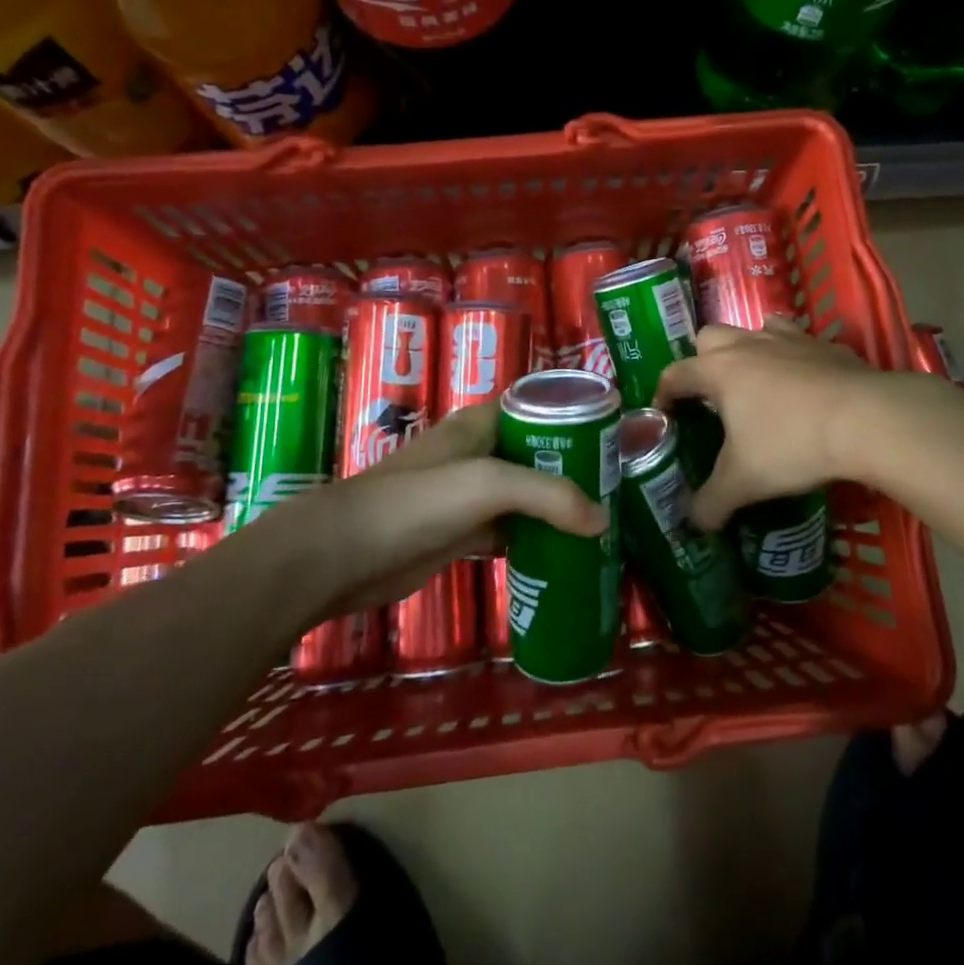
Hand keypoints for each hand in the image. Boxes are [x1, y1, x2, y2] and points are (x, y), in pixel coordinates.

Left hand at [247, 404, 607, 613]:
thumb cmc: (417, 502)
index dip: (576, 420)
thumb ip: (550, 496)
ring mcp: (468, 495)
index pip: (538, 408)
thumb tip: (602, 521)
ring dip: (558, 508)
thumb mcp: (488, 485)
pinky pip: (510, 530)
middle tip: (619, 490)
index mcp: (481, 424)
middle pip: (537, 454)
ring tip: (604, 523)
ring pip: (526, 495)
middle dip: (575, 470)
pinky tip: (565, 554)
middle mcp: (477, 453)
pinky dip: (535, 540)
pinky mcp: (461, 533)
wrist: (344, 555)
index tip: (616, 442)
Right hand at [653, 317, 882, 529]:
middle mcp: (749, 345)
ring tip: (756, 384)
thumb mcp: (743, 482)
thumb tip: (692, 522)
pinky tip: (804, 386)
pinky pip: (798, 342)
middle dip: (702, 361)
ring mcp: (790, 339)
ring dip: (748, 350)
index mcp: (719, 370)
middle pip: (710, 337)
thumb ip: (710, 503)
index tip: (664, 416)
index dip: (662, 395)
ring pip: (755, 329)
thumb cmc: (791, 444)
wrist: (866, 419)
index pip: (675, 374)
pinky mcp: (826, 345)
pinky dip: (792, 358)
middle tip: (711, 398)